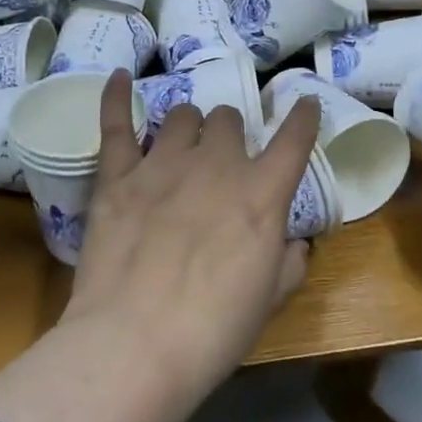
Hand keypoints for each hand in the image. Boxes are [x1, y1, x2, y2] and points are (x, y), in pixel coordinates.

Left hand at [66, 70, 319, 390]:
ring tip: (182, 146)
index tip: (305, 104)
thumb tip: (293, 242)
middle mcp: (216, 165)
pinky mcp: (117, 176)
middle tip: (222, 161)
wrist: (136, 343)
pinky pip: (116, 124)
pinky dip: (118, 97)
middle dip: (230, 135)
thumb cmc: (214, 330)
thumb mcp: (270, 301)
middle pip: (228, 120)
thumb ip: (289, 262)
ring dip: (188, 127)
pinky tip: (121, 77)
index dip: (303, 118)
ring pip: (181, 115)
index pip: (293, 140)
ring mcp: (162, 165)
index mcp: (262, 194)